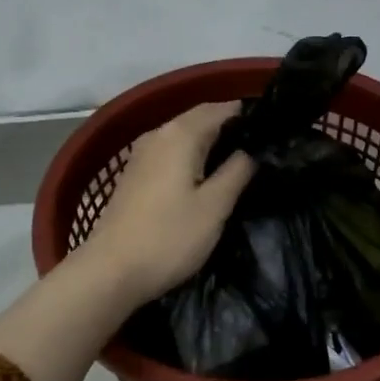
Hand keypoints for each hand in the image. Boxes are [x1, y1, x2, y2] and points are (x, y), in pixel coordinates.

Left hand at [79, 102, 256, 304]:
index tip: (270, 129)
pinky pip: (170, 153)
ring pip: (183, 137)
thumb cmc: (169, 238)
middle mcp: (157, 134)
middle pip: (198, 119)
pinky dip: (190, 156)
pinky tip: (204, 176)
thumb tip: (249, 151)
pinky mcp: (133, 176)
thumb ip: (236, 172)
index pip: (220, 109)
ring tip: (236, 161)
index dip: (246, 115)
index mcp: (180, 134)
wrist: (110, 271)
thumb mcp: (214, 207)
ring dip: (208, 143)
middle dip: (228, 127)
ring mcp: (141, 155)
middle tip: (259, 146)